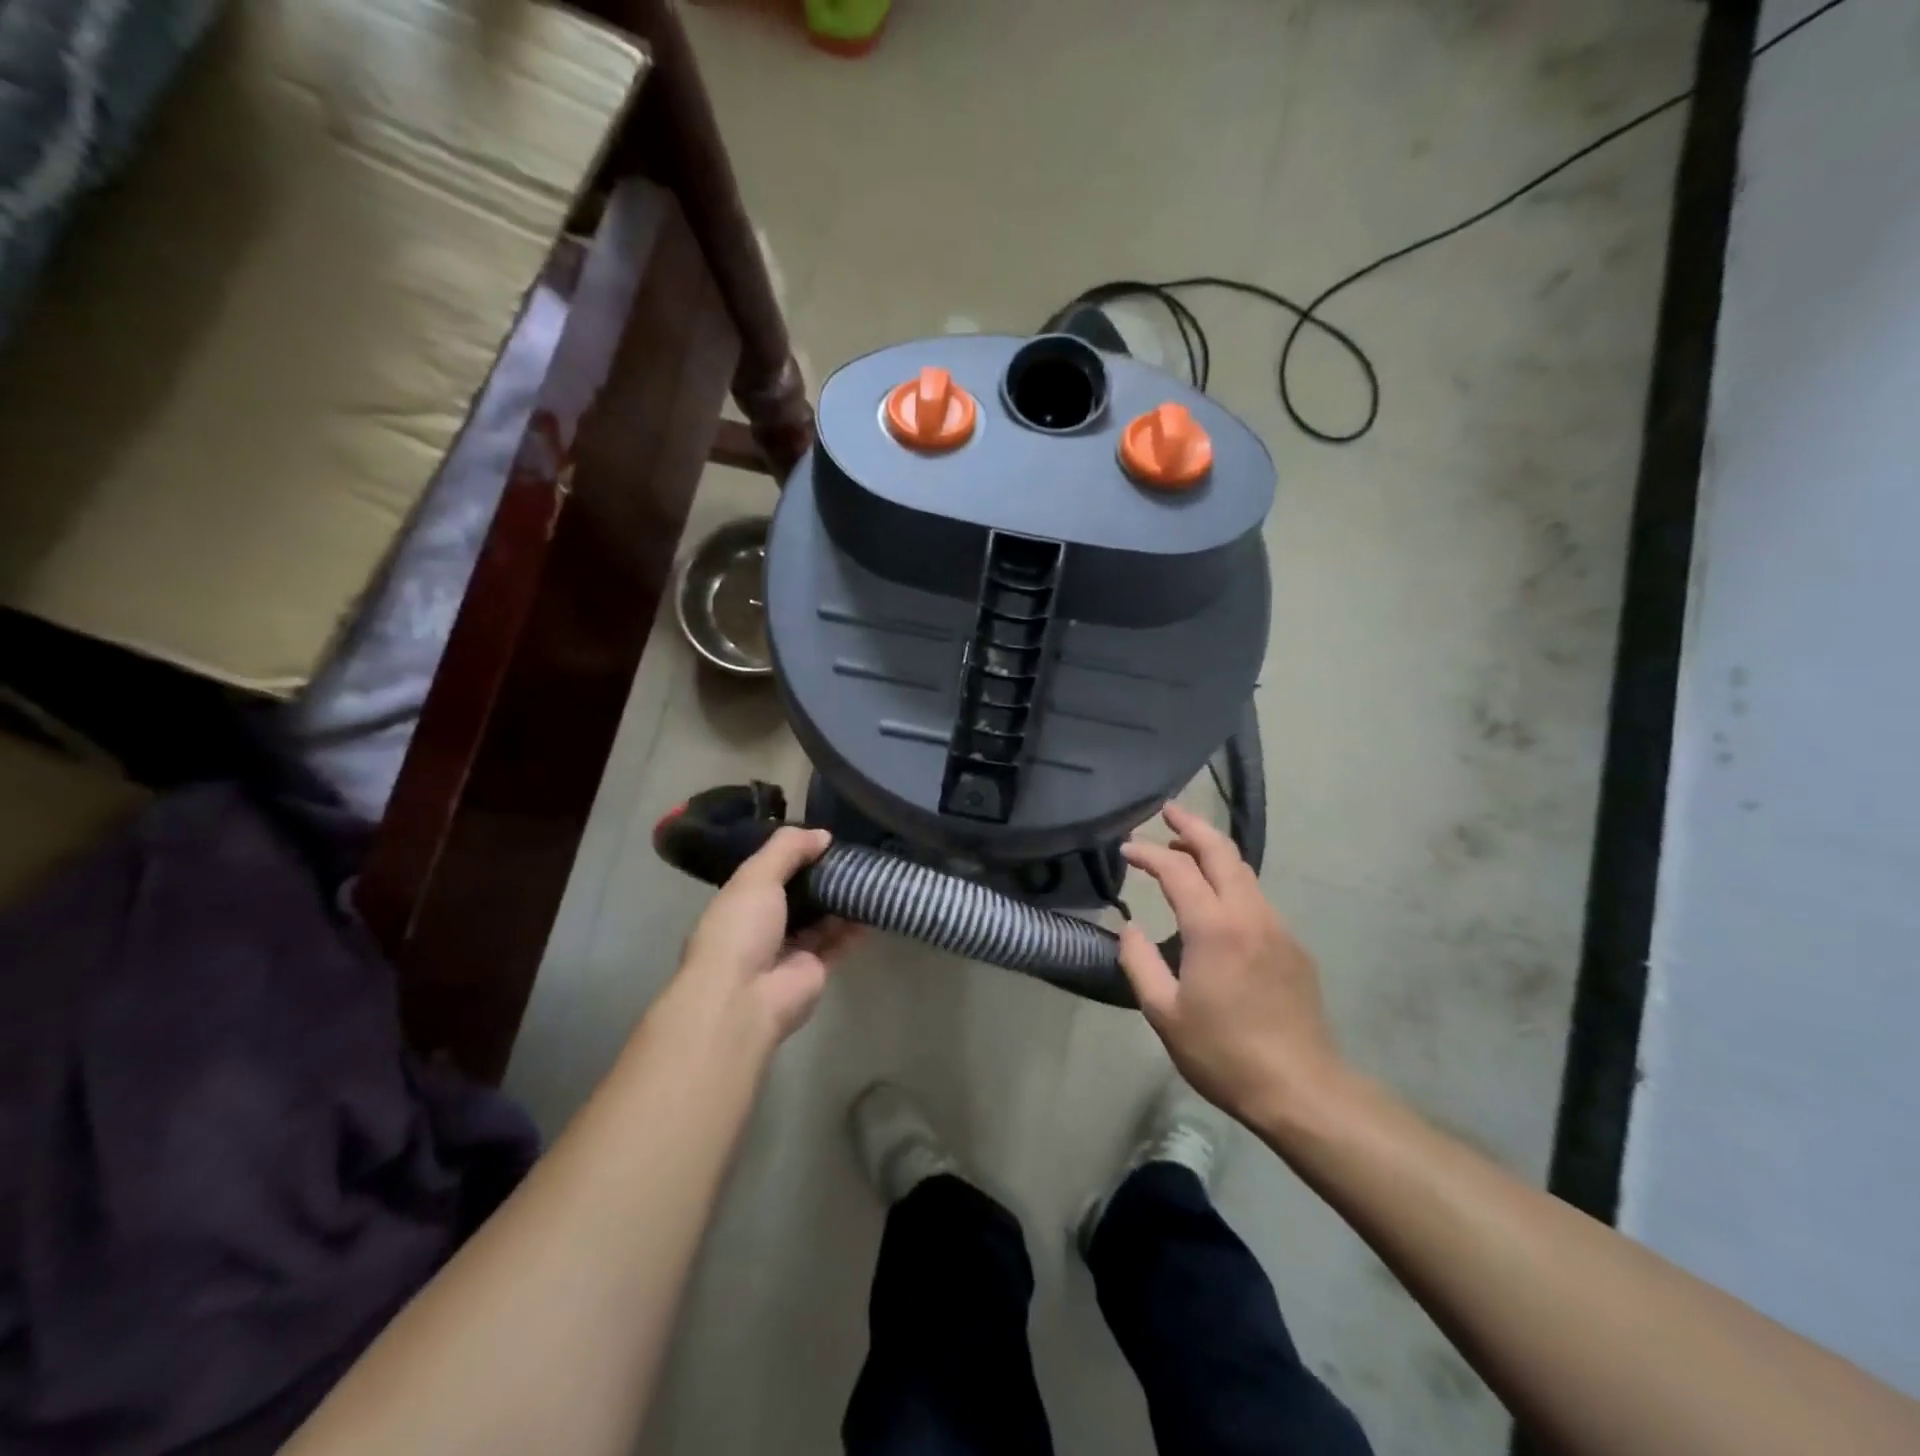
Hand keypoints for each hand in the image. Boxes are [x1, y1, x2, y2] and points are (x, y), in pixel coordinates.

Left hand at [665, 827, 861, 1060]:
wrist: (744, 998)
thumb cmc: (741, 929)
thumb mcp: (756, 876)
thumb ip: (787, 849)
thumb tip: (823, 835)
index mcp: (741, 901)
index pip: (770, 871)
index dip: (795, 853)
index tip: (825, 836)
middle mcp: (764, 924)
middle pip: (799, 894)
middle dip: (823, 875)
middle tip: (857, 852)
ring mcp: (790, 949)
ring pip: (822, 918)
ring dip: (842, 899)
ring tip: (872, 872)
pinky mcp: (815, 970)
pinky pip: (839, 942)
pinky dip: (856, 926)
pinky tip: (877, 904)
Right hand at [1118, 803, 1345, 1126]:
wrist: (1301, 1089)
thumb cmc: (1223, 1053)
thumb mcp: (1164, 1013)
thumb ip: (1139, 962)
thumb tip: (1129, 927)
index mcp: (1214, 928)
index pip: (1176, 869)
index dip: (1148, 853)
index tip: (1126, 849)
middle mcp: (1250, 914)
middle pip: (1222, 851)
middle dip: (1192, 825)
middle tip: (1167, 810)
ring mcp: (1277, 927)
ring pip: (1244, 871)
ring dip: (1213, 852)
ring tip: (1184, 851)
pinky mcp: (1293, 946)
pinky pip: (1256, 898)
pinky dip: (1230, 881)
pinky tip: (1215, 901)